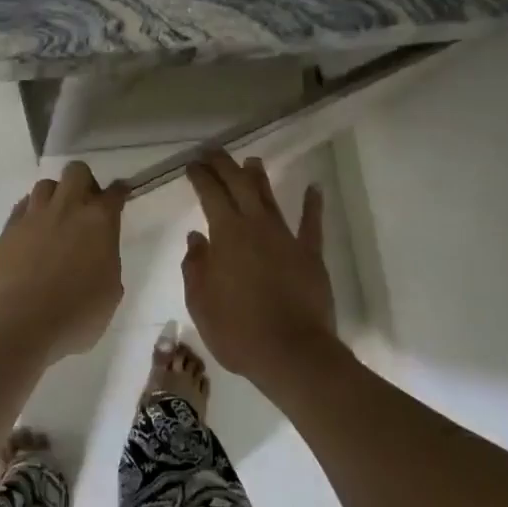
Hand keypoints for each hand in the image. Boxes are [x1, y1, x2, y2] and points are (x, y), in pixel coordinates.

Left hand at [0, 162, 128, 361]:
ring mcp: (34, 216)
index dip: (119, 192)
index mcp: (98, 222)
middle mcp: (67, 209)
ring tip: (55, 218)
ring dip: (55, 196)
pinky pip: (22, 207)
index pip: (114, 193)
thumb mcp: (110, 292)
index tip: (119, 195)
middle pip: (76, 171)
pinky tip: (32, 231)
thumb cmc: (76, 315)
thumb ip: (107, 261)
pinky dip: (30, 213)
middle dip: (84, 182)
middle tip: (85, 206)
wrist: (21, 325)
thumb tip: (98, 253)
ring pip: (45, 185)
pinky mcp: (8, 229)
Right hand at [182, 153, 341, 390]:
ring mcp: (286, 238)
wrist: (292, 354)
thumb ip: (196, 266)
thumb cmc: (238, 331)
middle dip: (225, 165)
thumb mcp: (201, 303)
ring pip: (270, 198)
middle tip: (213, 152)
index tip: (192, 164)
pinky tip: (315, 188)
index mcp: (226, 234)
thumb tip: (196, 238)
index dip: (200, 176)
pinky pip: (312, 224)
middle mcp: (256, 226)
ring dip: (259, 177)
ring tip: (252, 161)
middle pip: (239, 185)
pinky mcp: (310, 254)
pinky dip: (313, 204)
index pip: (210, 194)